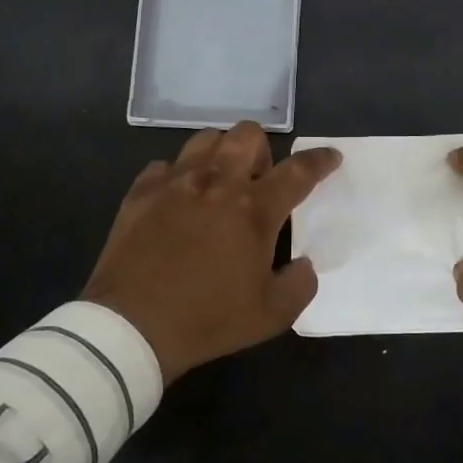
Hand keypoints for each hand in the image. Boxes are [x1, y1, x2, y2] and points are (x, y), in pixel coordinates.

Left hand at [82, 122, 340, 383]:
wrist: (131, 327)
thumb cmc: (207, 320)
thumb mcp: (271, 315)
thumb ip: (300, 284)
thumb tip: (303, 264)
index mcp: (254, 210)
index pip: (298, 172)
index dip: (320, 161)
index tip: (331, 157)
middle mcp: (217, 183)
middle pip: (248, 135)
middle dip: (262, 151)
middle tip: (258, 181)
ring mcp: (175, 183)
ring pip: (205, 139)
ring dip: (220, 154)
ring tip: (218, 183)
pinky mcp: (141, 192)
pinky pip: (165, 165)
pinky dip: (177, 177)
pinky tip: (177, 200)